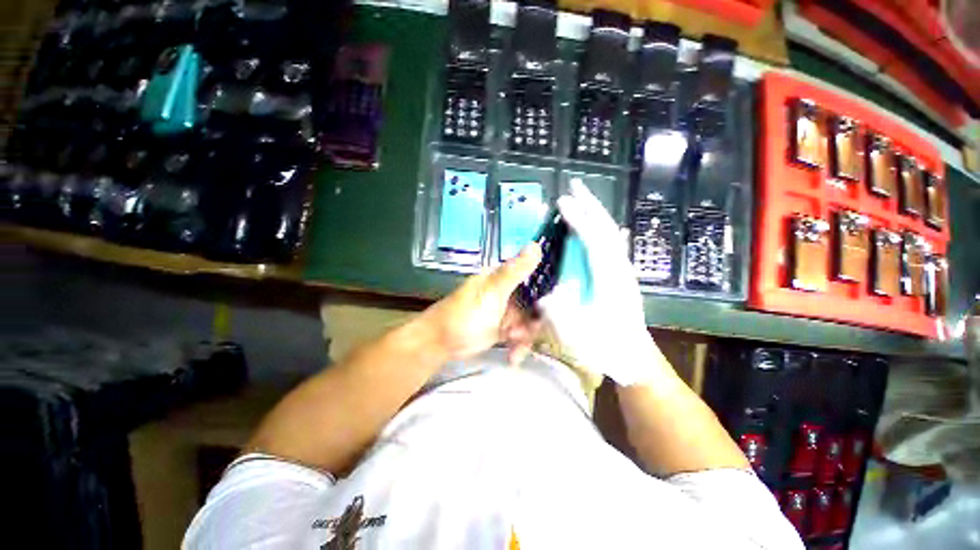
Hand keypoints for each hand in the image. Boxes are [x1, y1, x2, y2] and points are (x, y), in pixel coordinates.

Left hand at [420, 244, 542, 363]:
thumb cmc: (466, 314)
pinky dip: (518, 347)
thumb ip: (514, 272)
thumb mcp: (492, 292)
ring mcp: (506, 312)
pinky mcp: (503, 329)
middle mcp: (508, 292)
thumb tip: (536, 245)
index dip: (546, 295)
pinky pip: (520, 336)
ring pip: (529, 323)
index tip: (551, 311)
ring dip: (525, 337)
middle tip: (522, 332)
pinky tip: (512, 357)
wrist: (442, 342)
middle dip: (533, 322)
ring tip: (513, 344)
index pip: (535, 280)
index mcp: (505, 278)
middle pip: (536, 305)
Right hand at [539, 180, 662, 385]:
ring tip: (581, 201)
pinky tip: (604, 227)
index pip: (594, 241)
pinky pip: (612, 246)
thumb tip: (544, 296)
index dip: (578, 220)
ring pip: (610, 235)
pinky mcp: (620, 278)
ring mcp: (622, 273)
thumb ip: (561, 316)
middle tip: (575, 187)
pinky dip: (603, 230)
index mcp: (610, 280)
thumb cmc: (606, 348)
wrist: (633, 359)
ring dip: (596, 215)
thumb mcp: (579, 337)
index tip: (562, 203)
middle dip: (590, 206)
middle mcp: (619, 270)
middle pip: (606, 230)